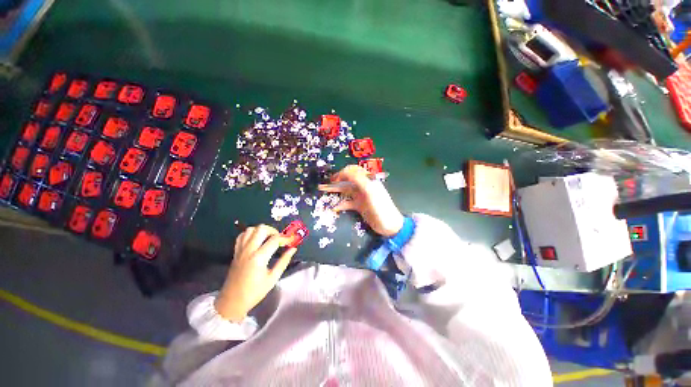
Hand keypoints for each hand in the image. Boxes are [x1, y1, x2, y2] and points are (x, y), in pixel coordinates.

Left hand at [215, 225, 296, 321]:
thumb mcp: (273, 278)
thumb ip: (284, 261)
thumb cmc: (254, 292)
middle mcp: (249, 250)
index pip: (274, 240)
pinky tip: (256, 240)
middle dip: (273, 230)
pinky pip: (242, 236)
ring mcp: (240, 250)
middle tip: (278, 239)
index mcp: (259, 258)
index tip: (290, 241)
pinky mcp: (236, 252)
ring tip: (268, 238)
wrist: (232, 302)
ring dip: (261, 231)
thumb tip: (293, 249)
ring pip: (251, 229)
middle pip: (261, 229)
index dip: (285, 238)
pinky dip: (250, 234)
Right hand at [319, 165, 403, 236]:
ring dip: (336, 191)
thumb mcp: (370, 191)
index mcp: (368, 180)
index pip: (353, 171)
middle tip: (325, 185)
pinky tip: (334, 207)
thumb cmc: (381, 207)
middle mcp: (364, 186)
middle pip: (348, 180)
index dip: (342, 173)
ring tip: (324, 192)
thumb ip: (358, 179)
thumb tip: (345, 170)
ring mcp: (361, 196)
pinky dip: (341, 204)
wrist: (390, 226)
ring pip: (346, 190)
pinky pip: (348, 203)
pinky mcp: (360, 206)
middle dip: (336, 181)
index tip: (332, 180)